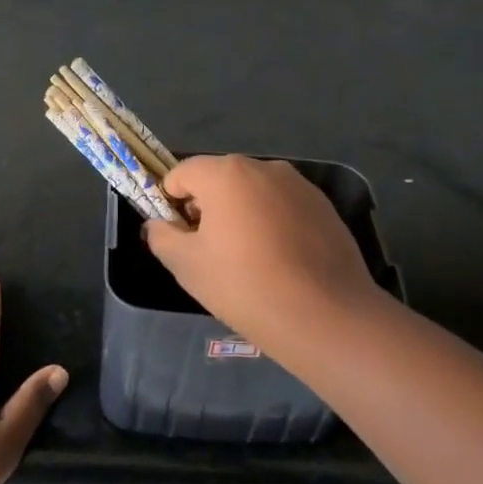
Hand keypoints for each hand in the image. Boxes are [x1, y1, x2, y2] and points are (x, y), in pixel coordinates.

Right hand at [143, 155, 388, 347]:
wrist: (325, 315)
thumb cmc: (244, 285)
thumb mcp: (186, 265)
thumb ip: (162, 237)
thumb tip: (157, 225)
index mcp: (226, 173)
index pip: (181, 174)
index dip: (171, 203)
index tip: (179, 238)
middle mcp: (264, 167)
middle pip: (220, 179)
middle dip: (208, 208)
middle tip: (211, 252)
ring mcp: (299, 185)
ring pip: (254, 193)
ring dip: (242, 215)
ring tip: (249, 261)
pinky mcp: (324, 207)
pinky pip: (284, 207)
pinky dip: (273, 225)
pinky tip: (281, 262)